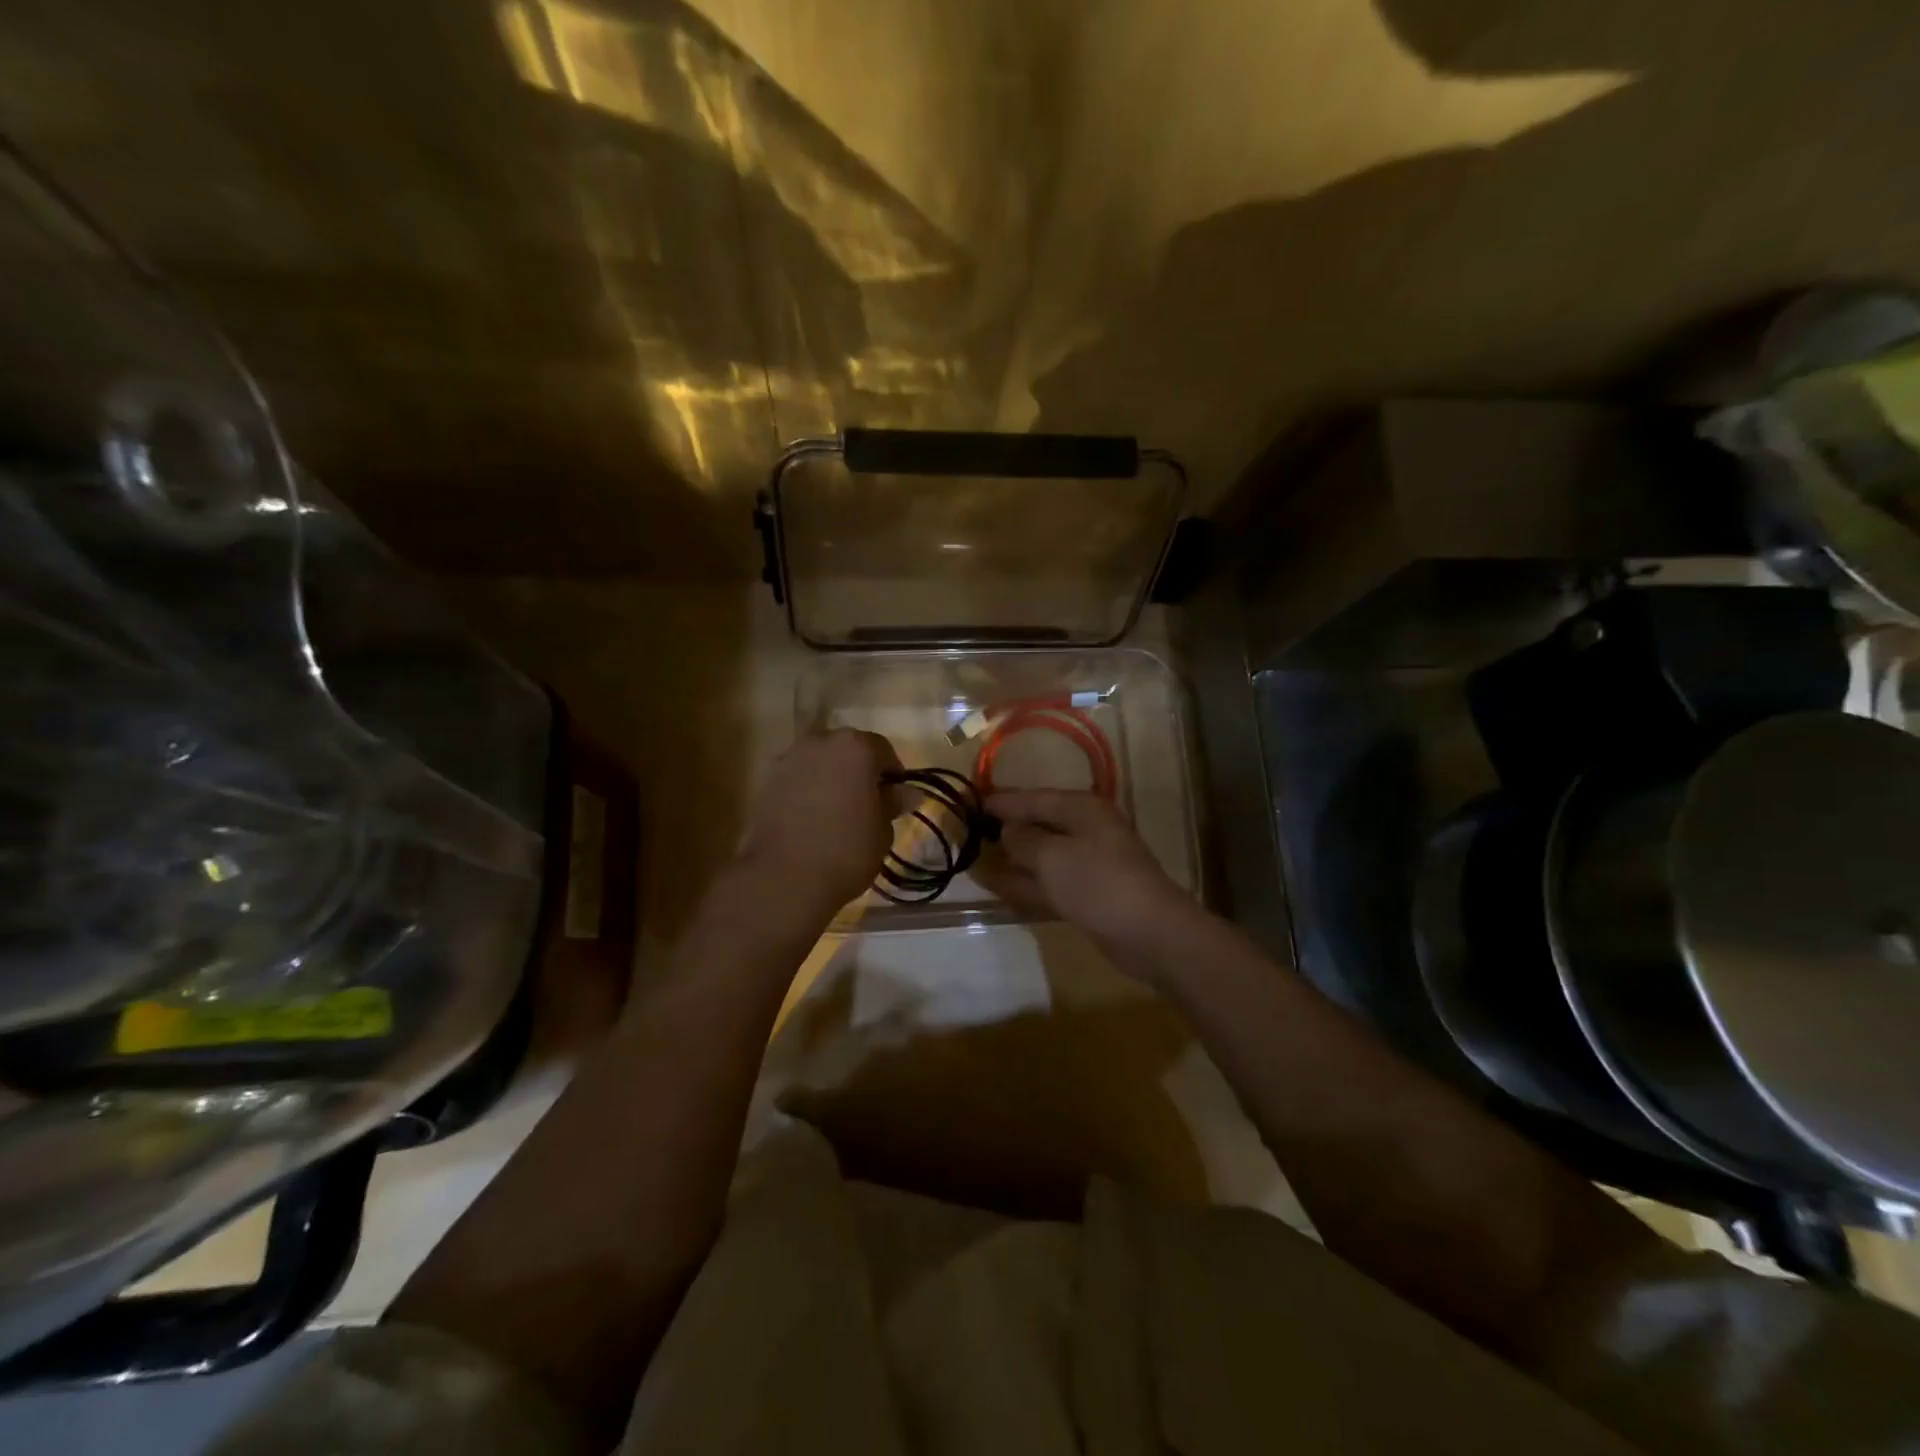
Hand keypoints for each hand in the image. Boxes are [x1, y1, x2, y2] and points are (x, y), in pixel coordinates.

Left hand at [739, 729, 901, 909]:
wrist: (784, 877)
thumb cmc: (847, 850)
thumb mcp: (882, 830)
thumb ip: (893, 803)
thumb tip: (908, 792)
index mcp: (856, 747)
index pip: (882, 749)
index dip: (892, 773)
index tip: (894, 798)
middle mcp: (820, 742)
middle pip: (847, 749)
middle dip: (858, 770)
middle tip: (866, 803)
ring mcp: (789, 759)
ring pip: (819, 762)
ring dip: (830, 778)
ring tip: (836, 812)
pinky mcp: (766, 781)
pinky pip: (796, 779)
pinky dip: (806, 790)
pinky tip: (811, 818)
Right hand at [978, 790, 1199, 970]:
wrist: (1149, 933)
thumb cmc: (1097, 882)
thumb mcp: (1051, 856)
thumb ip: (1023, 840)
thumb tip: (1008, 831)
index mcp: (1081, 809)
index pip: (1033, 798)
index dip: (1002, 802)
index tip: (970, 803)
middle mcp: (1086, 831)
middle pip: (1038, 826)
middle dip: (1005, 831)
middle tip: (969, 834)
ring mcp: (1088, 865)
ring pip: (1041, 858)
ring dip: (1012, 861)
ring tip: (975, 863)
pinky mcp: (1088, 896)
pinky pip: (1049, 884)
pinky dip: (1026, 885)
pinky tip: (1000, 888)